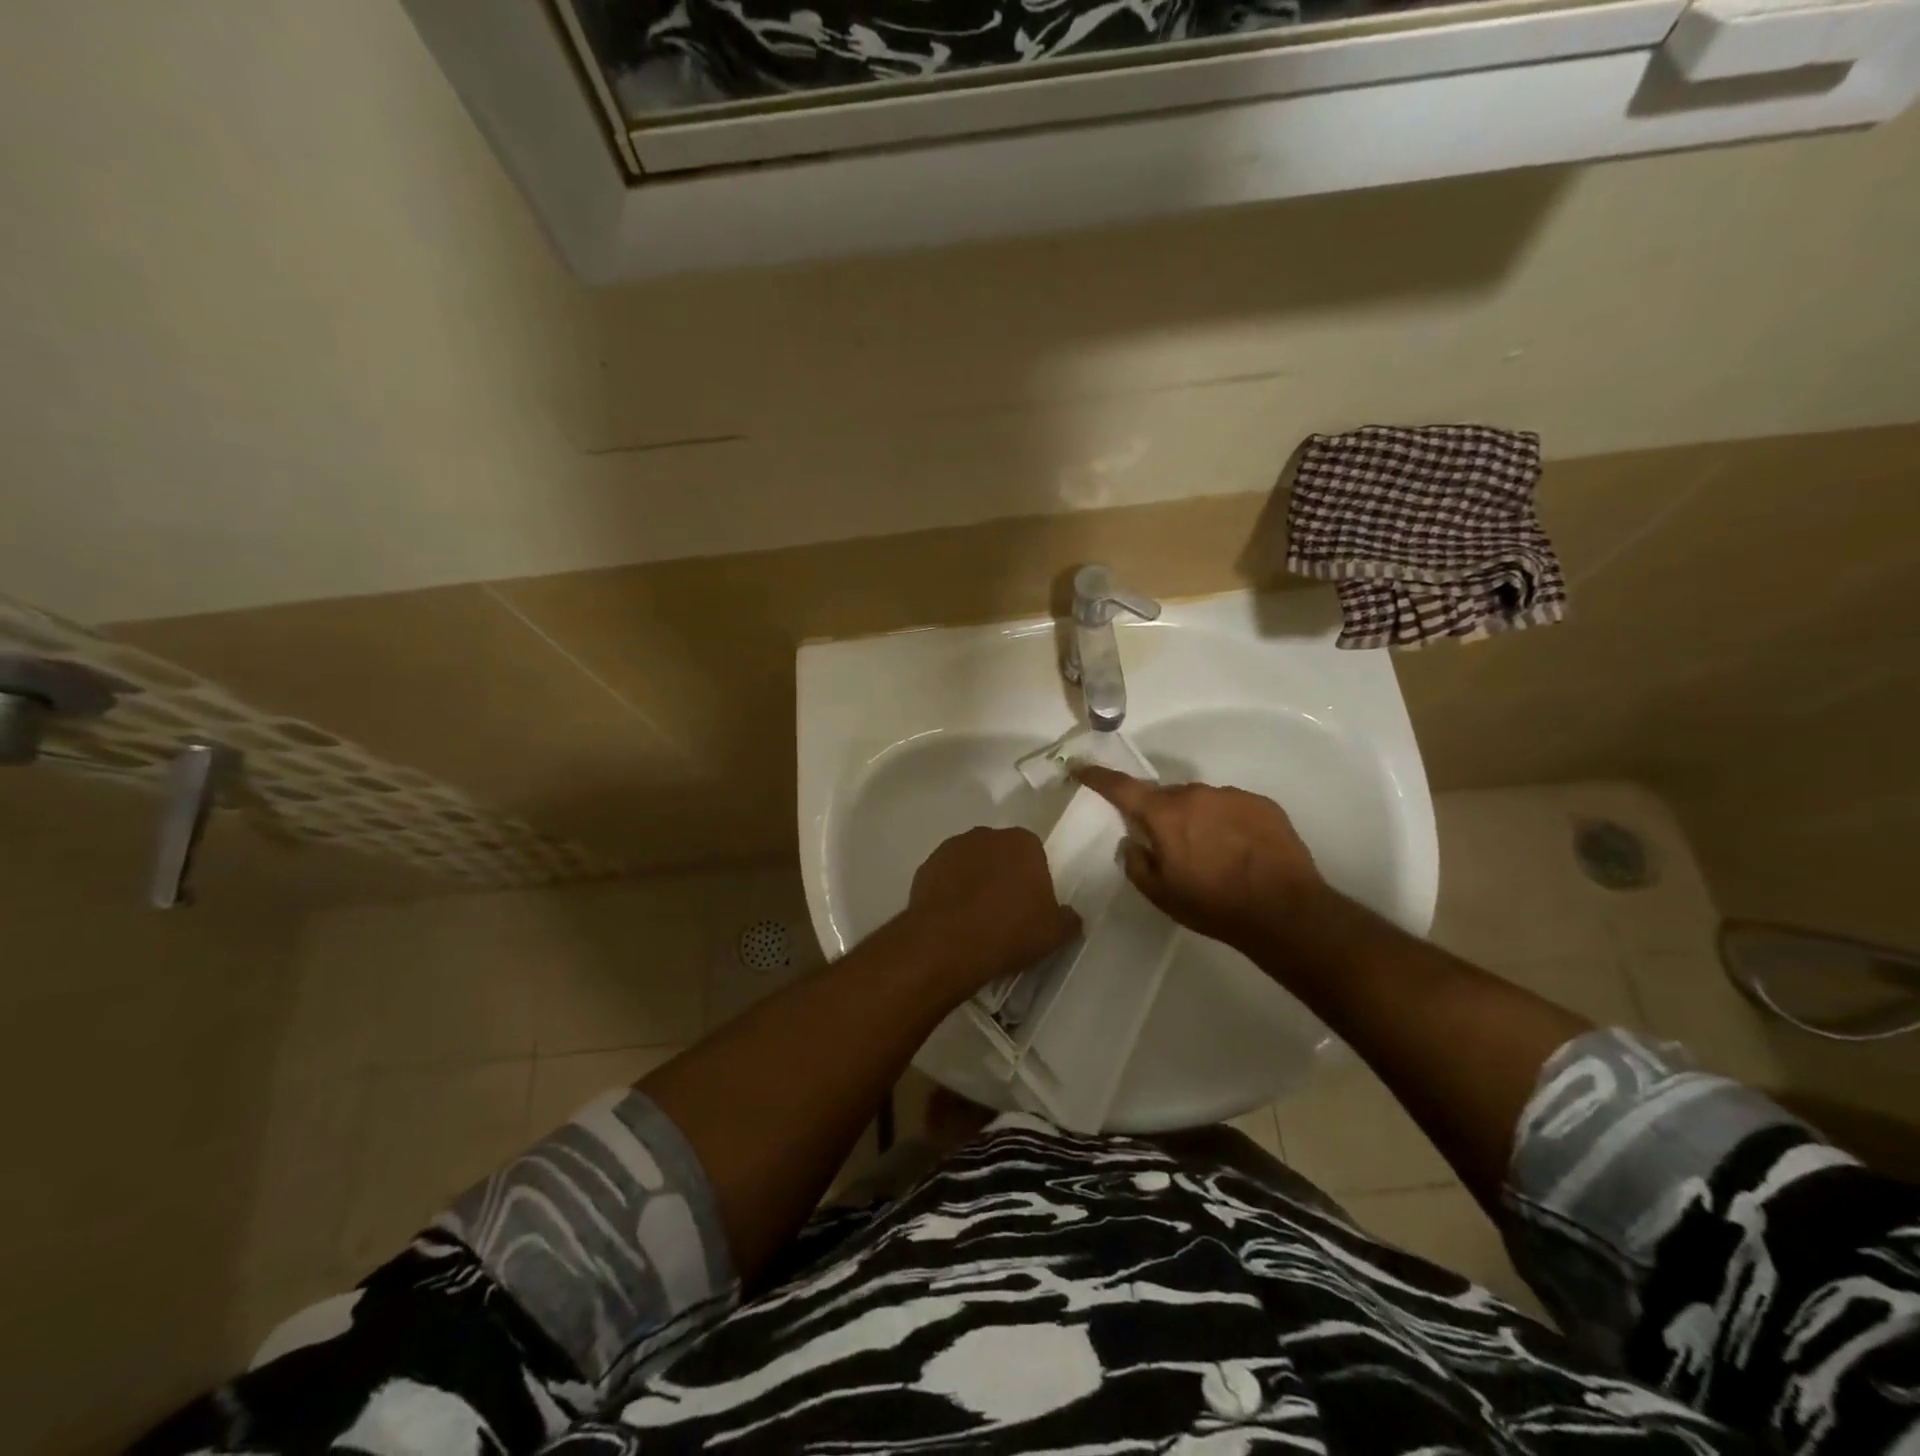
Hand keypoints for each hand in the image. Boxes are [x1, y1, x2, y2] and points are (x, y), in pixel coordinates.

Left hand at [905, 826, 1081, 992]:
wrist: (947, 943)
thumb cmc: (1010, 931)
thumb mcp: (1054, 934)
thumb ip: (1068, 920)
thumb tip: (1070, 916)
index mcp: (1022, 842)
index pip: (1033, 855)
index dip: (1032, 881)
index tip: (1030, 906)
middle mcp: (986, 835)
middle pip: (1000, 854)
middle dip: (1002, 875)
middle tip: (1003, 912)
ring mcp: (952, 848)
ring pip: (970, 864)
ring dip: (973, 882)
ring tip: (974, 919)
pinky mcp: (925, 866)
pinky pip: (945, 878)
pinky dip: (949, 892)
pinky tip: (951, 920)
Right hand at [1073, 768, 1326, 951]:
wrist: (1284, 911)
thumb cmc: (1213, 904)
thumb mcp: (1161, 894)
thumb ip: (1136, 863)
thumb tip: (1132, 842)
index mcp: (1164, 815)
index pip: (1122, 788)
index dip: (1098, 777)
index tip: (1080, 766)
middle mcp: (1195, 794)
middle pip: (1166, 797)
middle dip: (1162, 816)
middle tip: (1173, 847)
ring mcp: (1231, 796)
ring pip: (1201, 801)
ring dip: (1198, 820)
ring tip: (1214, 854)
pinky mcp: (1262, 804)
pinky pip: (1232, 807)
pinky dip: (1228, 823)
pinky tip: (1241, 852)